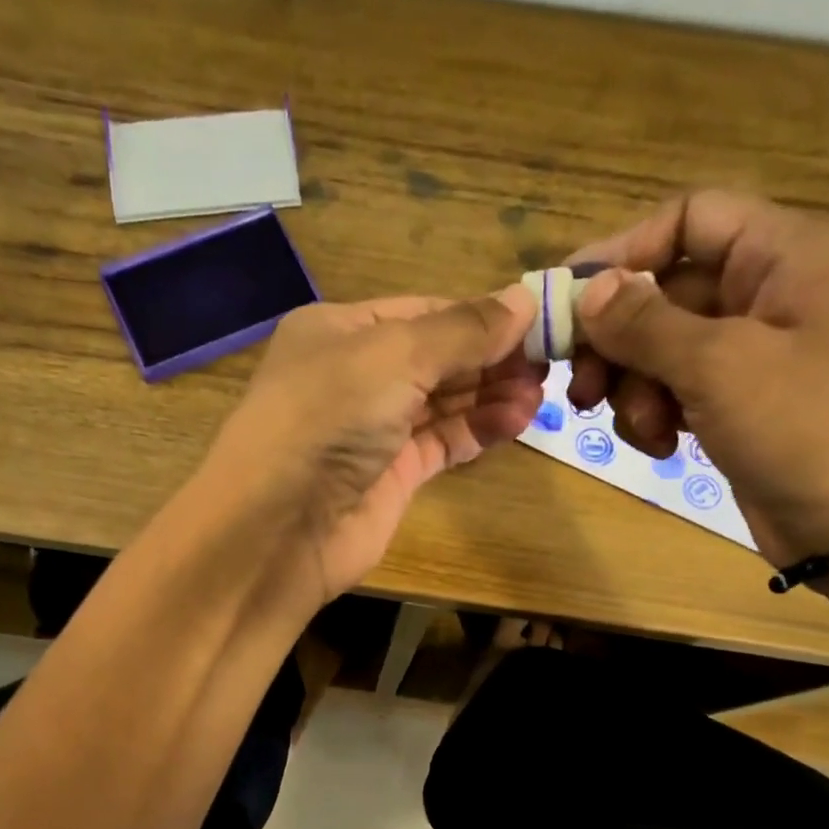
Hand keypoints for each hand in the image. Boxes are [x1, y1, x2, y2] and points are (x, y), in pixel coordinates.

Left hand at [211, 289, 541, 601]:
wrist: (278, 528)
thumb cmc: (327, 419)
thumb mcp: (393, 356)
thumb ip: (462, 331)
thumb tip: (525, 300)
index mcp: (339, 331)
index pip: (422, 312)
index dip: (478, 314)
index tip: (536, 318)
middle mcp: (354, 376)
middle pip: (436, 357)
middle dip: (490, 356)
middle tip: (550, 358)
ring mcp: (372, 430)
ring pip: (443, 402)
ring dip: (491, 393)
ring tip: (541, 391)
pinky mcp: (390, 476)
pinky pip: (442, 443)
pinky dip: (478, 429)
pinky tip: (518, 419)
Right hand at [564, 191, 828, 567]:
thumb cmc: (806, 427)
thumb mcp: (720, 365)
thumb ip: (645, 322)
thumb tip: (585, 290)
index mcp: (780, 256)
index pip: (688, 218)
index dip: (624, 250)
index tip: (569, 300)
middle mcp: (763, 294)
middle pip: (661, 290)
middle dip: (616, 339)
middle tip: (581, 386)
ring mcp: (748, 355)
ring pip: (657, 348)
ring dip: (632, 387)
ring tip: (641, 427)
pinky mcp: (733, 405)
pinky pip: (671, 391)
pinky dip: (652, 416)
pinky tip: (660, 447)